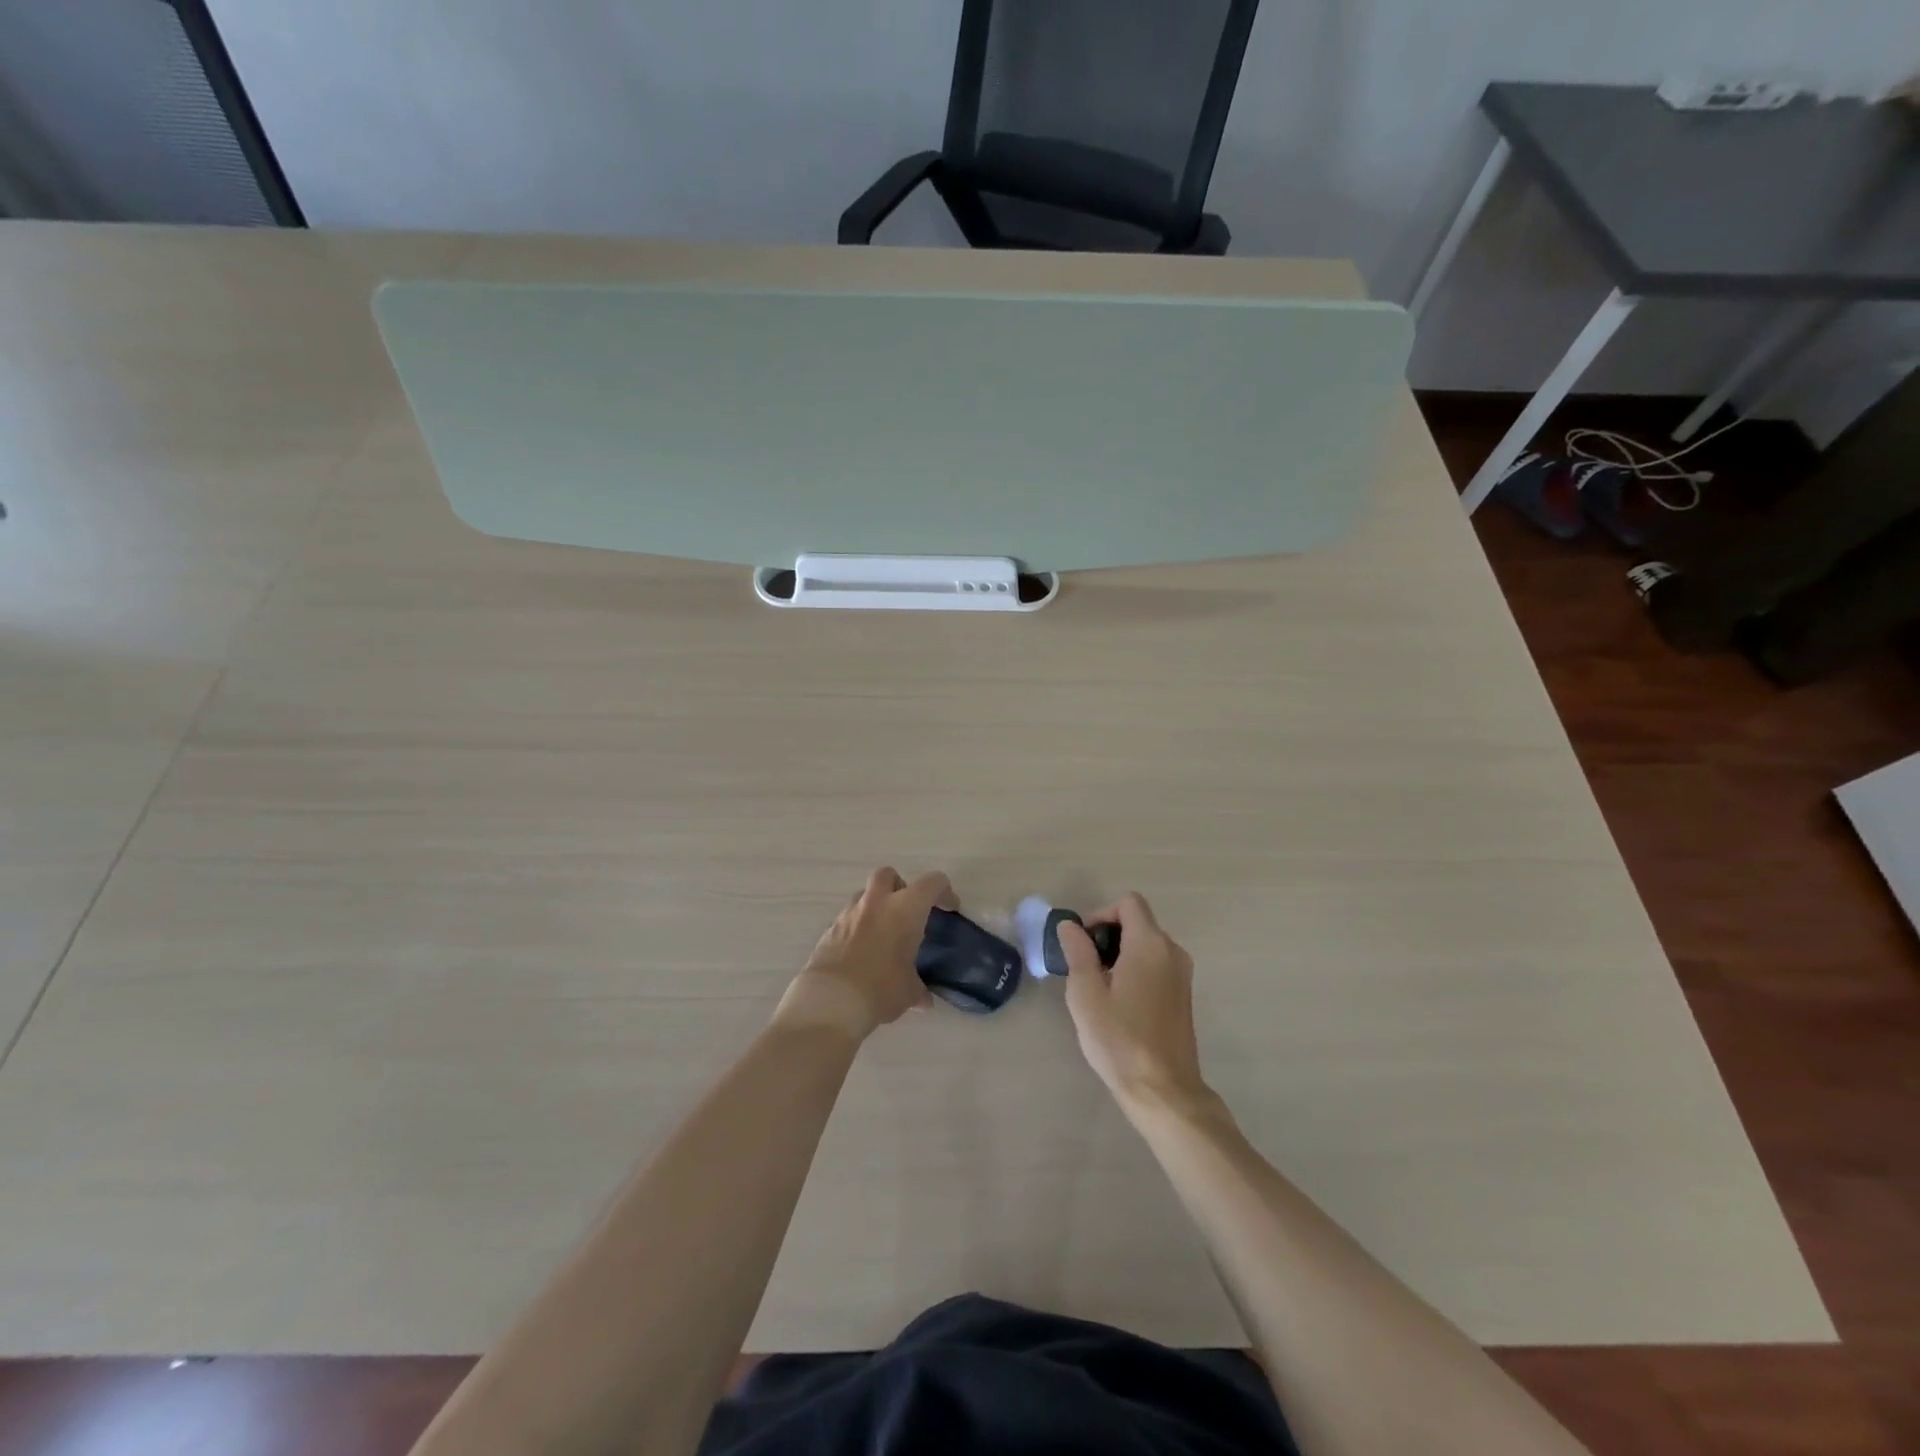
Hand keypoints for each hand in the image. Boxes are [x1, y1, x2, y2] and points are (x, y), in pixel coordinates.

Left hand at [776, 867, 952, 1041]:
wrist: (831, 1000)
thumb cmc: (881, 988)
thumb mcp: (908, 992)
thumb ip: (918, 989)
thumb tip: (924, 1000)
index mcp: (905, 909)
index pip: (932, 883)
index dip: (944, 892)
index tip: (949, 908)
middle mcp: (877, 902)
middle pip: (889, 874)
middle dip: (900, 886)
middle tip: (907, 911)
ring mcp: (849, 913)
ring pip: (864, 894)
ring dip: (876, 906)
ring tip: (883, 934)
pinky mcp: (829, 928)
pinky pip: (848, 918)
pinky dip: (857, 927)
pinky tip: (861, 952)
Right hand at [1057, 893, 1212, 1118]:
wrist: (1163, 1091)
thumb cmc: (1119, 1039)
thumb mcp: (1085, 994)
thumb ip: (1077, 952)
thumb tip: (1070, 925)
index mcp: (1149, 944)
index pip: (1128, 903)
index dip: (1101, 914)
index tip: (1082, 942)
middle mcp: (1172, 951)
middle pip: (1138, 922)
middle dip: (1108, 936)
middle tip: (1085, 968)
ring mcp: (1182, 974)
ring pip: (1147, 945)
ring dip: (1121, 954)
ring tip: (1099, 988)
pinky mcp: (1184, 996)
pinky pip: (1157, 965)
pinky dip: (1136, 970)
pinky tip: (1120, 1004)